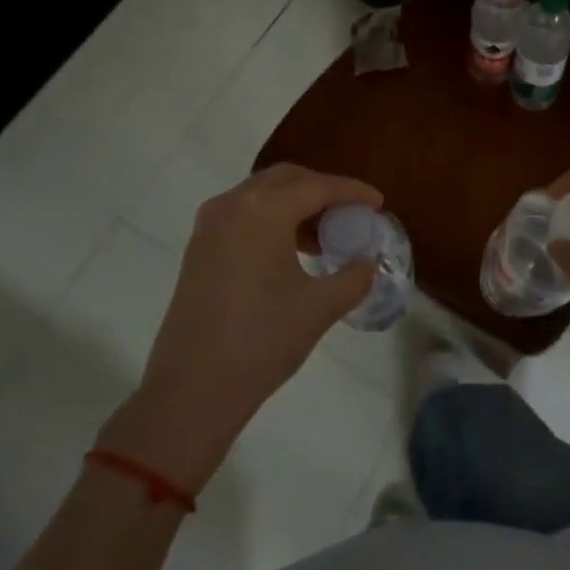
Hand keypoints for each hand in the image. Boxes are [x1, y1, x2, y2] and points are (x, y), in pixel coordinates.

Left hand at [98, 164, 379, 489]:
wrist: (191, 390)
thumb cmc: (261, 340)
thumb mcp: (319, 308)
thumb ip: (353, 277)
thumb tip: (367, 264)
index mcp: (263, 210)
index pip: (317, 186)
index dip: (352, 192)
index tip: (378, 203)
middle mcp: (232, 205)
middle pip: (286, 179)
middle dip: (322, 190)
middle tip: (351, 213)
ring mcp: (209, 226)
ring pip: (261, 195)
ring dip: (295, 205)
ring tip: (325, 236)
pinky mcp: (198, 249)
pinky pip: (243, 215)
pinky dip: (271, 220)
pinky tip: (290, 251)